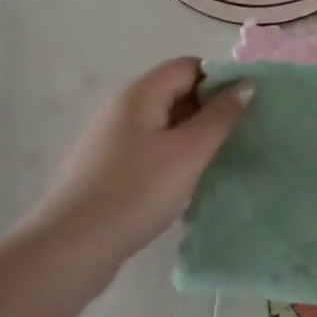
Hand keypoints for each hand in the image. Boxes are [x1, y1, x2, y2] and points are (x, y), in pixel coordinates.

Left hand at [22, 58, 251, 265]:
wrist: (70, 249)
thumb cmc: (136, 191)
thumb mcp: (189, 152)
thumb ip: (221, 116)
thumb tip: (247, 83)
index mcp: (141, 94)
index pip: (189, 66)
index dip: (220, 80)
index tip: (244, 108)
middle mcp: (123, 109)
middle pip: (176, 93)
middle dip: (209, 110)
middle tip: (237, 137)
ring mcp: (111, 140)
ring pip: (164, 125)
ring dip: (193, 137)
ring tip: (217, 162)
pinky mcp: (107, 170)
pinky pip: (150, 150)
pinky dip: (173, 158)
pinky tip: (185, 185)